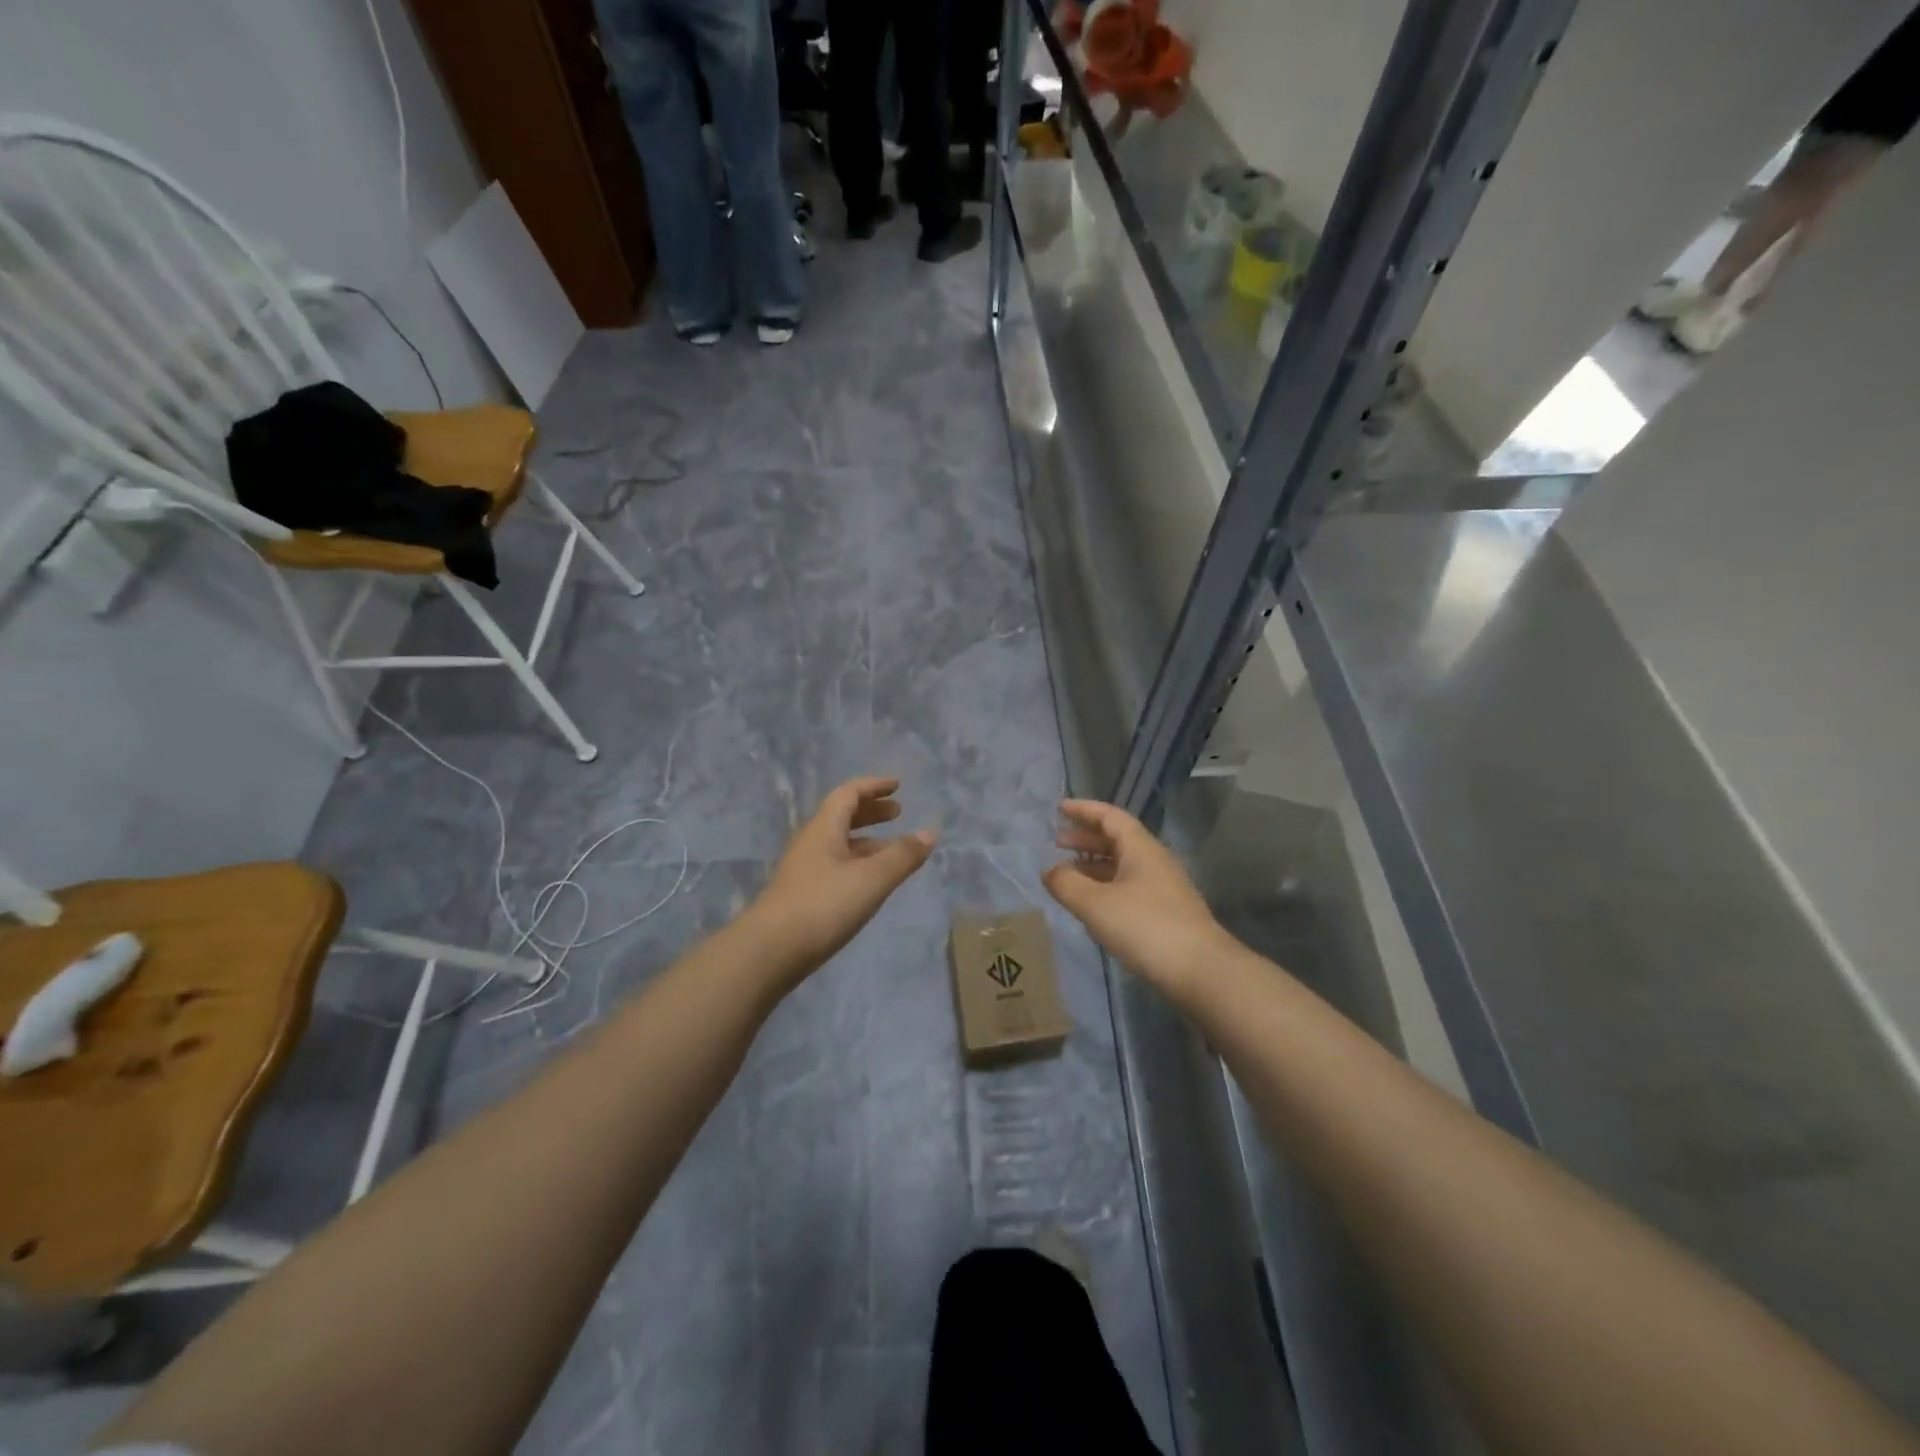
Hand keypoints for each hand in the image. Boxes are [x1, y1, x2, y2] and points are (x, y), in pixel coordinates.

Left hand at [746, 777, 935, 986]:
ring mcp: (804, 870)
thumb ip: (902, 856)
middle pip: (842, 816)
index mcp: (824, 828)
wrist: (770, 951)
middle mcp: (811, 842)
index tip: (897, 785)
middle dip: (871, 812)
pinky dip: (858, 863)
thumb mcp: (872, 879)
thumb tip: (929, 833)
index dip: (873, 786)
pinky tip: (871, 882)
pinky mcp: (803, 894)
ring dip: (867, 840)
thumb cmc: (823, 906)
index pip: (848, 793)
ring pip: (839, 844)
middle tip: (898, 813)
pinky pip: (835, 866)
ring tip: (894, 850)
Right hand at [1042, 799, 1231, 1003]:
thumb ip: (1067, 884)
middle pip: (1117, 838)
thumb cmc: (1145, 927)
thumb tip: (1049, 871)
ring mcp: (1163, 887)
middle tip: (1058, 841)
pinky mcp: (1166, 912)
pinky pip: (1129, 886)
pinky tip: (1093, 903)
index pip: (1110, 816)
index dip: (1084, 810)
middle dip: (1086, 837)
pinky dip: (1106, 885)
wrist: (1202, 971)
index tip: (1060, 808)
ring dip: (1095, 863)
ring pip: (1123, 864)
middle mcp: (1154, 860)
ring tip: (1068, 873)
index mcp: (1140, 848)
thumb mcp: (1096, 904)